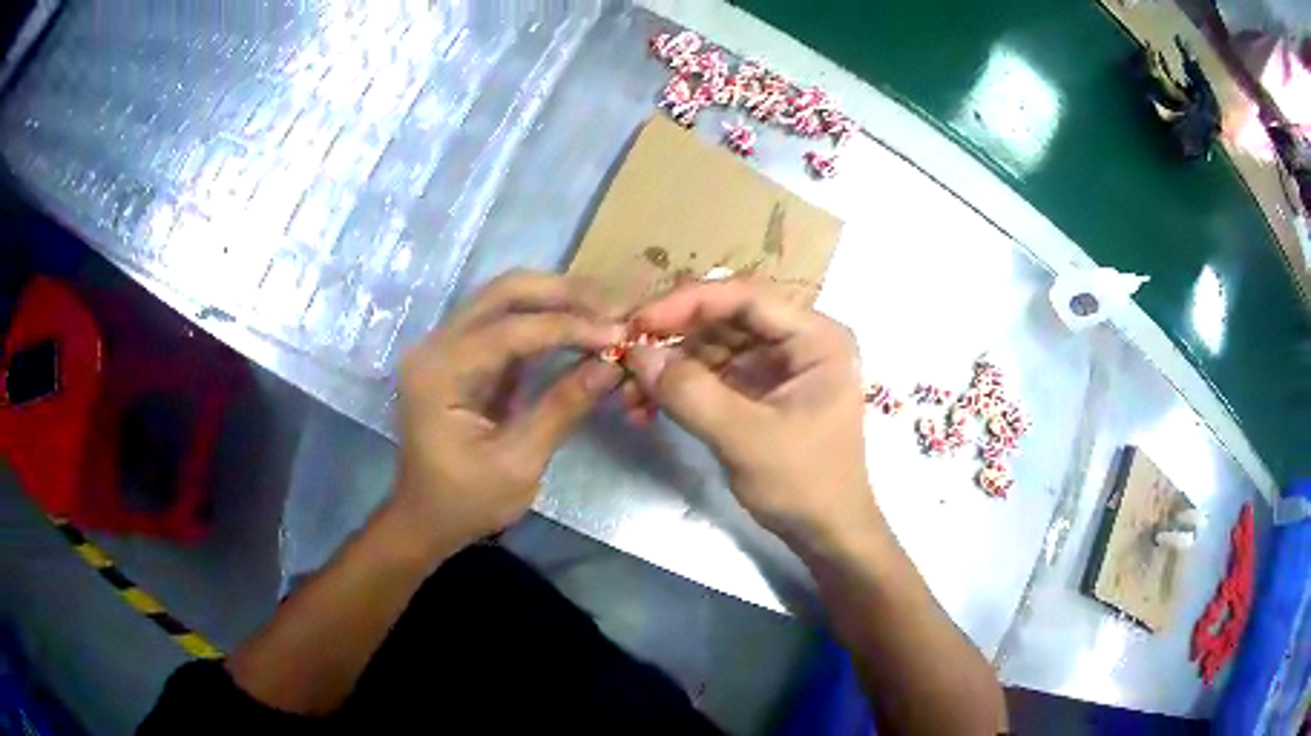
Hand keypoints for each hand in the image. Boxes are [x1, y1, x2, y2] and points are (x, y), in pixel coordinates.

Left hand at [393, 271, 625, 555]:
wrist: (426, 520)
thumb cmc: (465, 502)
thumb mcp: (517, 464)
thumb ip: (562, 408)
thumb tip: (612, 364)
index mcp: (438, 373)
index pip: (509, 329)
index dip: (567, 326)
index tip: (619, 333)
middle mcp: (436, 346)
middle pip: (503, 293)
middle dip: (563, 294)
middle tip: (615, 307)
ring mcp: (447, 347)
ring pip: (506, 299)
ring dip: (557, 300)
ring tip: (606, 310)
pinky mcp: (463, 357)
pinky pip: (507, 323)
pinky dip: (546, 321)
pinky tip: (581, 326)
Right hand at [624, 280, 878, 549]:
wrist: (826, 533)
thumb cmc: (804, 484)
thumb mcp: (746, 440)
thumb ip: (691, 394)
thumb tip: (637, 354)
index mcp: (816, 338)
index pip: (747, 298)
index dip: (689, 303)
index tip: (638, 322)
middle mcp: (799, 341)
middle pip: (726, 319)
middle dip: (673, 338)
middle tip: (624, 355)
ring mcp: (778, 365)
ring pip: (713, 347)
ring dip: (670, 366)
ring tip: (629, 392)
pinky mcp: (760, 390)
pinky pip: (713, 374)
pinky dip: (681, 388)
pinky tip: (647, 407)